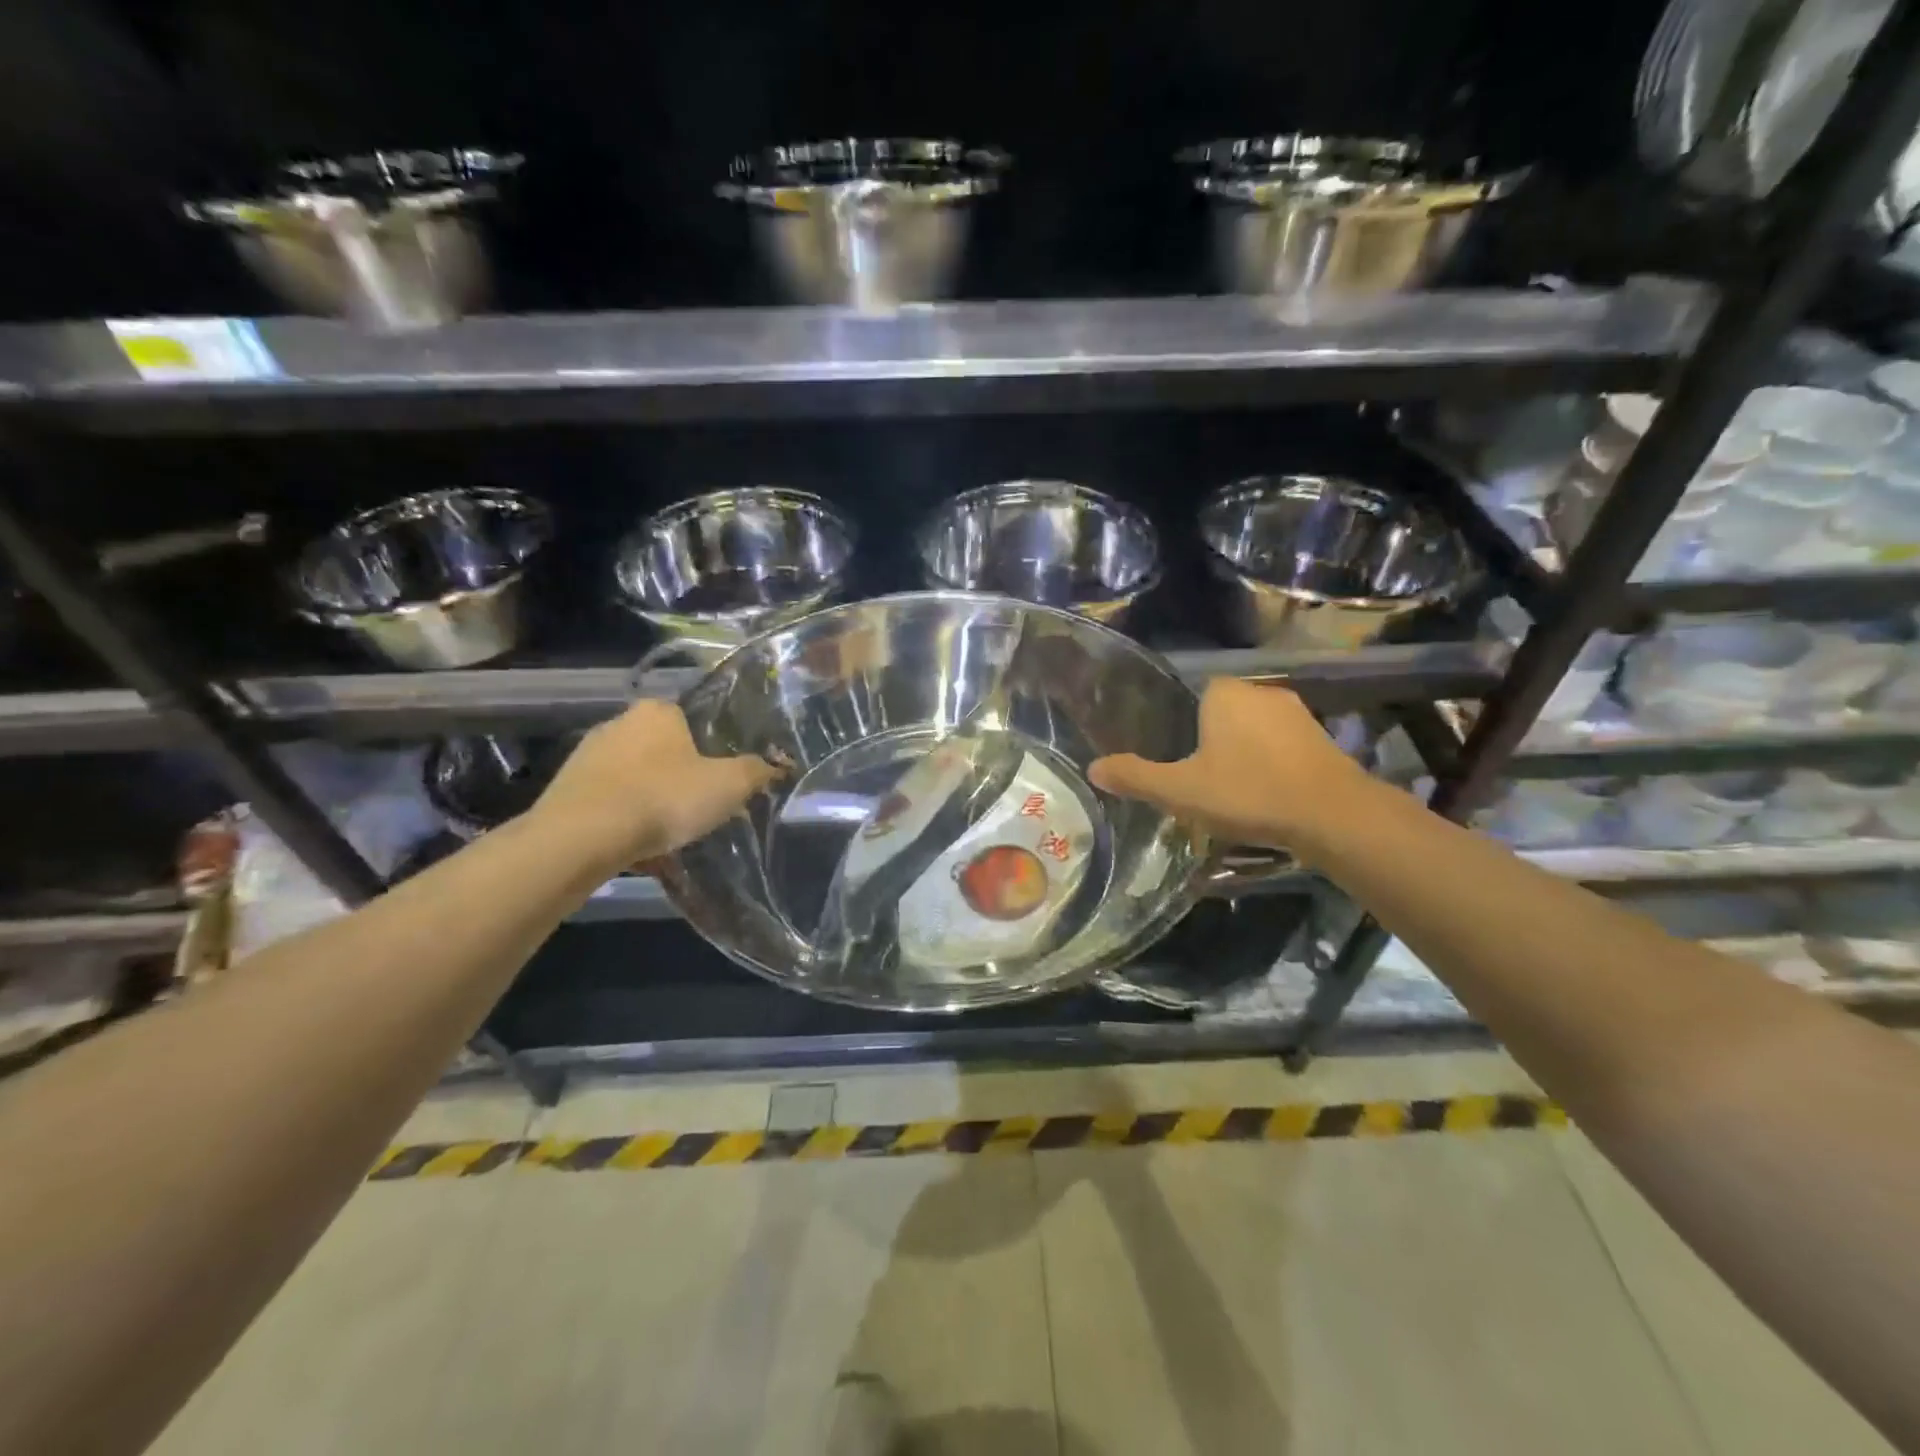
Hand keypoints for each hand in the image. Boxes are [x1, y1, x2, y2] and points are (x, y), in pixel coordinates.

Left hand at [531, 700, 782, 870]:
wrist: (580, 838)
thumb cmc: (663, 799)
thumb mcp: (728, 785)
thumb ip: (756, 771)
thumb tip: (776, 765)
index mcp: (658, 711)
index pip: (693, 719)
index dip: (712, 749)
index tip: (722, 779)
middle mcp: (619, 722)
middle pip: (664, 749)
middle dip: (682, 776)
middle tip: (701, 807)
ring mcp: (587, 755)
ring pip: (635, 777)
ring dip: (652, 799)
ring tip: (670, 833)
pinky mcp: (566, 789)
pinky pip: (610, 802)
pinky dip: (625, 819)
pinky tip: (639, 846)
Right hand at [1088, 680, 1370, 851]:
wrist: (1333, 815)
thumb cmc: (1248, 792)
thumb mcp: (1180, 791)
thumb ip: (1135, 777)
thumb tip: (1093, 768)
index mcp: (1223, 693)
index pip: (1193, 695)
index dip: (1182, 725)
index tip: (1177, 757)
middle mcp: (1261, 691)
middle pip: (1223, 712)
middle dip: (1212, 740)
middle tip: (1199, 779)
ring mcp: (1297, 713)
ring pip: (1255, 729)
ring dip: (1245, 752)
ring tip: (1232, 790)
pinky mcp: (1323, 738)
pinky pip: (1283, 745)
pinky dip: (1272, 763)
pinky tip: (1266, 793)